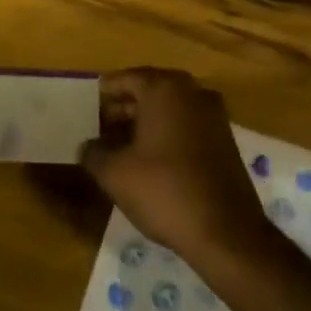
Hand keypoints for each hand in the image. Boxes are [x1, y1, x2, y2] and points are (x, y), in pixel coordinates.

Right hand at [79, 68, 273, 263]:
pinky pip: (186, 125)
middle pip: (148, 90)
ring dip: (143, 122)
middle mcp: (192, 92)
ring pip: (169, 108)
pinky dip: (165, 133)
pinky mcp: (224, 139)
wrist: (226, 231)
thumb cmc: (164, 191)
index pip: (125, 78)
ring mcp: (213, 114)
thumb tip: (87, 146)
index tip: (84, 110)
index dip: (102, 94)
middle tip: (97, 129)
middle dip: (122, 108)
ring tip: (118, 146)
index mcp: (164, 89)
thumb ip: (93, 152)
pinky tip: (148, 159)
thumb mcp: (114, 173)